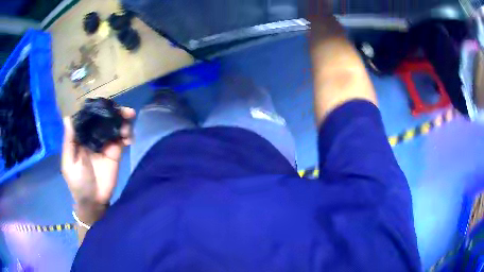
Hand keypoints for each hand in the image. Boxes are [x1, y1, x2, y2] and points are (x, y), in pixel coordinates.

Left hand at [61, 107, 134, 222]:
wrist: (93, 201)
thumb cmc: (78, 182)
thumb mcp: (69, 163)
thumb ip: (69, 142)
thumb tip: (68, 117)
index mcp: (81, 136)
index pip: (89, 116)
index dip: (97, 107)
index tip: (105, 102)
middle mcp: (94, 135)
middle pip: (105, 118)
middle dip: (115, 111)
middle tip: (125, 111)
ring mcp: (106, 143)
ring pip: (115, 126)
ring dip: (123, 120)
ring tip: (129, 122)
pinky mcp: (116, 152)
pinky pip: (123, 139)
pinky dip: (128, 134)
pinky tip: (129, 138)